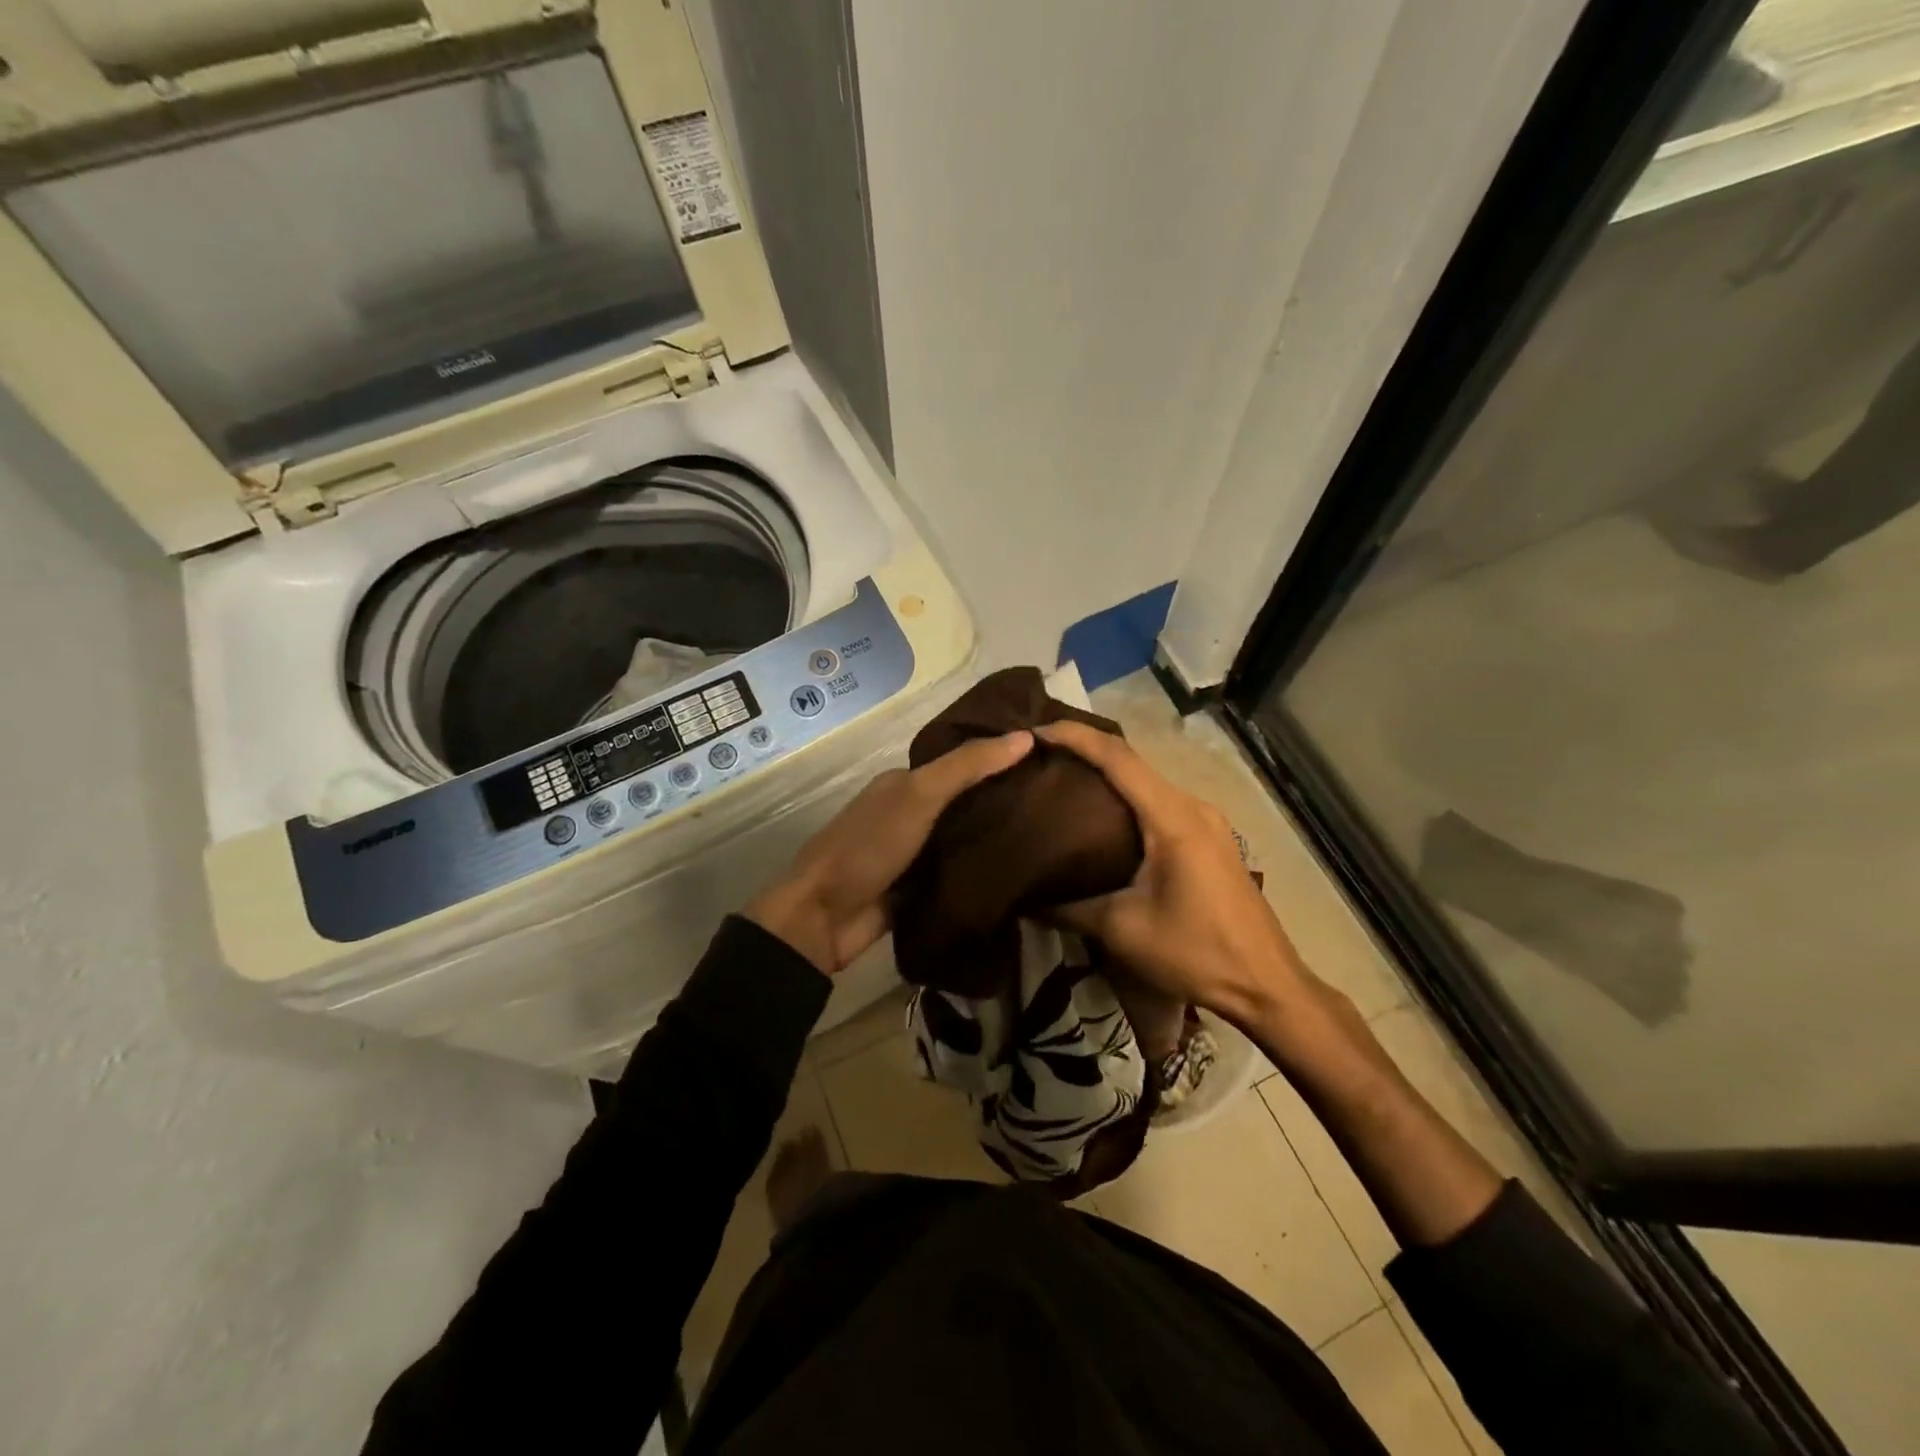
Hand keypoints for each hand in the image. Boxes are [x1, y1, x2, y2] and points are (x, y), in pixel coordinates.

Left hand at [745, 730, 1034, 972]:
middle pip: (965, 801)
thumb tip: (1025, 737)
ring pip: (964, 838)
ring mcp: (913, 854)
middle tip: (1061, 801)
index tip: (1048, 759)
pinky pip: (958, 874)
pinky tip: (1025, 872)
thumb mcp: (918, 796)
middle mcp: (909, 813)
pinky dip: (983, 872)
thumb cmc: (868, 846)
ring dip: (997, 838)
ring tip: (1056, 834)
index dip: (1000, 757)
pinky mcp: (919, 890)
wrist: (823, 919)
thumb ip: (967, 767)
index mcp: (904, 783)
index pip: (962, 762)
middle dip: (1005, 799)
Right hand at [1034, 721, 1306, 1024]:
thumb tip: (1021, 897)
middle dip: (1084, 751)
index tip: (1034, 732)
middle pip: (1132, 762)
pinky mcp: (1210, 838)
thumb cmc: (1197, 954)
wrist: (1268, 987)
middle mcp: (1193, 806)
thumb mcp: (1122, 931)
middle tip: (1037, 758)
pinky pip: (1159, 803)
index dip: (1074, 736)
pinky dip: (1126, 799)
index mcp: (1173, 817)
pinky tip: (1099, 817)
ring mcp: (1207, 821)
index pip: (1118, 757)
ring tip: (1060, 782)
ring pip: (1146, 782)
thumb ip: (1067, 907)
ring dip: (1105, 776)